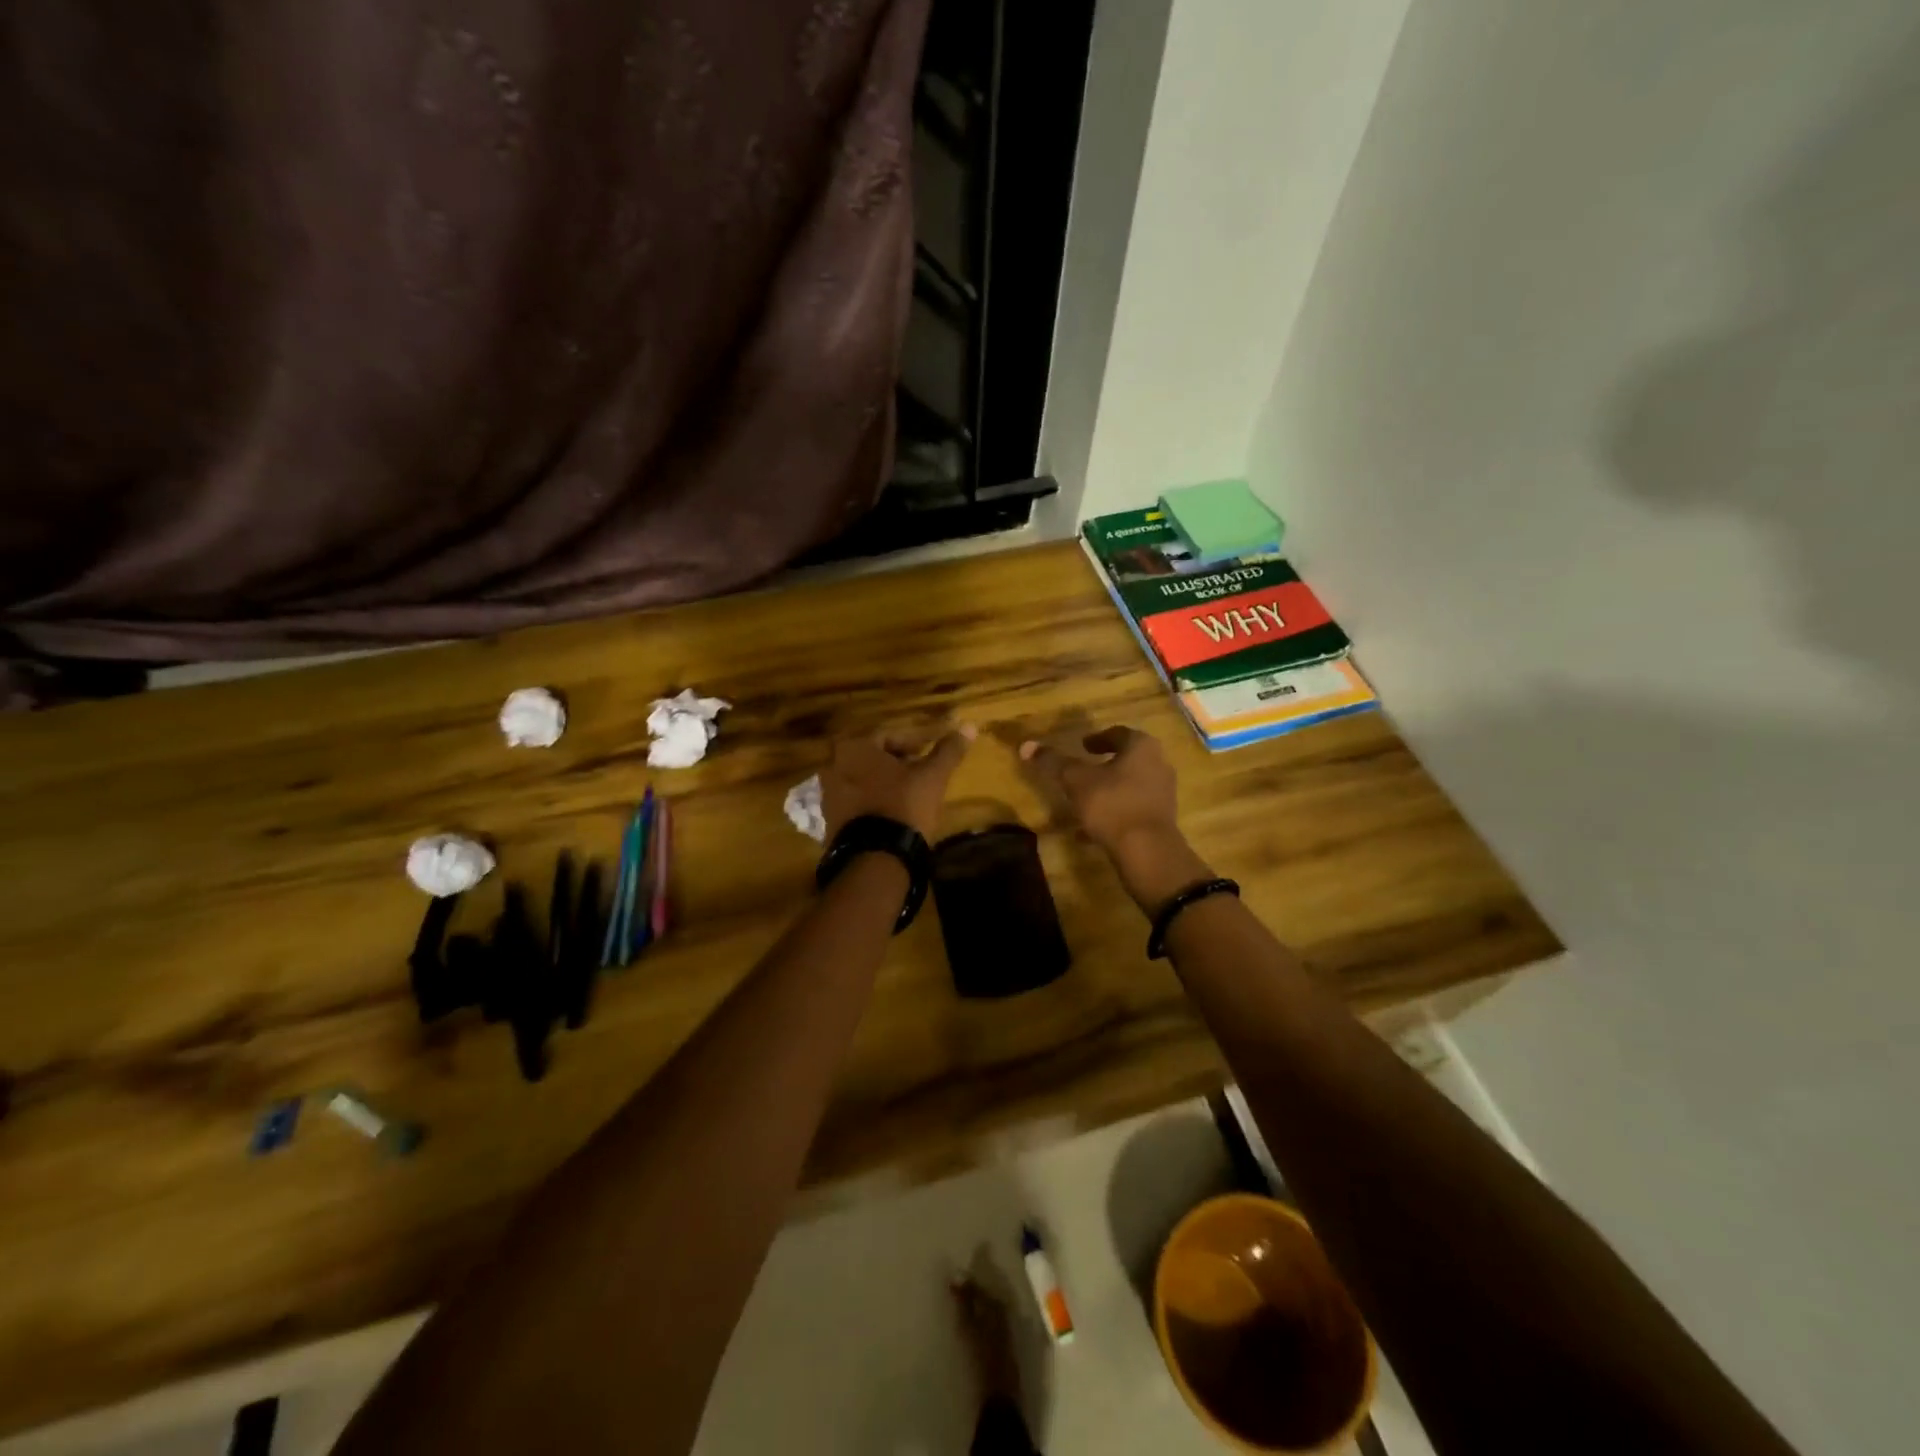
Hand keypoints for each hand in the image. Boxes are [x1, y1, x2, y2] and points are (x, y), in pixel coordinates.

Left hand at [820, 725, 975, 840]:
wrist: (876, 857)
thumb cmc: (903, 805)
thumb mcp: (932, 776)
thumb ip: (948, 750)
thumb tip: (969, 727)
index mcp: (855, 748)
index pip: (888, 736)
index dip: (913, 742)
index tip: (929, 753)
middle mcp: (834, 766)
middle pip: (872, 758)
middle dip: (896, 763)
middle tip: (920, 772)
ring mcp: (828, 795)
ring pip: (862, 780)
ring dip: (883, 783)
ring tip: (908, 794)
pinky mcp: (830, 821)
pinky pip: (855, 803)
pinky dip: (872, 802)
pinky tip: (891, 814)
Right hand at [1019, 726, 1211, 909]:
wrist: (1147, 851)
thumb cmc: (1112, 804)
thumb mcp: (1076, 781)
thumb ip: (1053, 762)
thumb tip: (1026, 745)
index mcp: (1141, 747)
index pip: (1118, 733)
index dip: (1098, 738)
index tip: (1082, 746)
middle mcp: (1158, 765)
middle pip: (1128, 759)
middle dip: (1105, 765)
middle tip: (1084, 770)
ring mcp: (1163, 793)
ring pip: (1130, 786)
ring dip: (1108, 791)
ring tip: (1084, 802)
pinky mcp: (1161, 819)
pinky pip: (1133, 810)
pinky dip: (1114, 814)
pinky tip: (1091, 831)